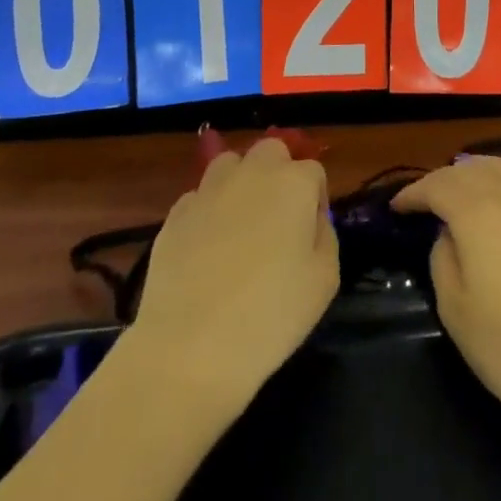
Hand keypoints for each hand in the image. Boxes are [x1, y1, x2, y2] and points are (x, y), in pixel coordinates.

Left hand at [128, 136, 337, 412]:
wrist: (190, 347)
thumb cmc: (271, 315)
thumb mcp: (325, 280)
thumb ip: (325, 236)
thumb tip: (312, 221)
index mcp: (293, 183)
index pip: (314, 172)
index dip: (315, 201)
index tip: (310, 236)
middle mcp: (251, 173)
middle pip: (271, 152)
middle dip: (278, 175)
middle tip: (278, 221)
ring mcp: (209, 190)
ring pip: (230, 165)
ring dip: (241, 183)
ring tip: (240, 227)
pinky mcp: (175, 213)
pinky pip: (200, 198)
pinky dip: (208, 212)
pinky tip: (207, 249)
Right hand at [392, 156, 500, 432]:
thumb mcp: (455, 311)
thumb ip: (442, 259)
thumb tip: (448, 234)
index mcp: (477, 216)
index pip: (437, 187)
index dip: (413, 193)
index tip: (397, 208)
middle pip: (469, 171)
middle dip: (441, 180)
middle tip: (425, 201)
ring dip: (477, 169)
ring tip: (463, 185)